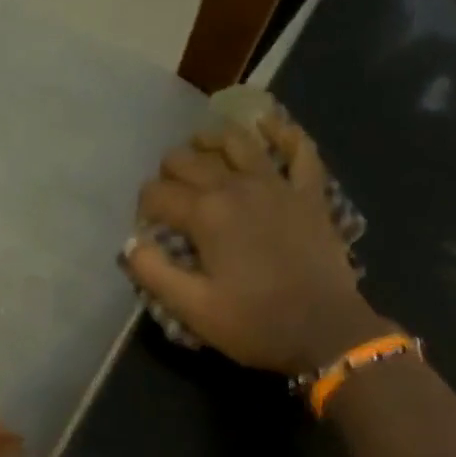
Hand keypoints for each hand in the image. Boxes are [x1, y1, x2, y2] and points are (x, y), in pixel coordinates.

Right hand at [124, 114, 384, 373]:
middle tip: (167, 195)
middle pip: (190, 160)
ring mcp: (278, 185)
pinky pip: (299, 149)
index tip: (146, 229)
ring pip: (238, 142)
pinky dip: (282, 132)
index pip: (157, 194)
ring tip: (199, 145)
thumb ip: (153, 272)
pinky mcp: (310, 193)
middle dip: (169, 172)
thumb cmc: (253, 323)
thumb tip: (130, 243)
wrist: (325, 332)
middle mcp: (237, 186)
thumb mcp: (191, 308)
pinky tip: (267, 125)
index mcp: (206, 214)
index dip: (144, 208)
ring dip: (212, 140)